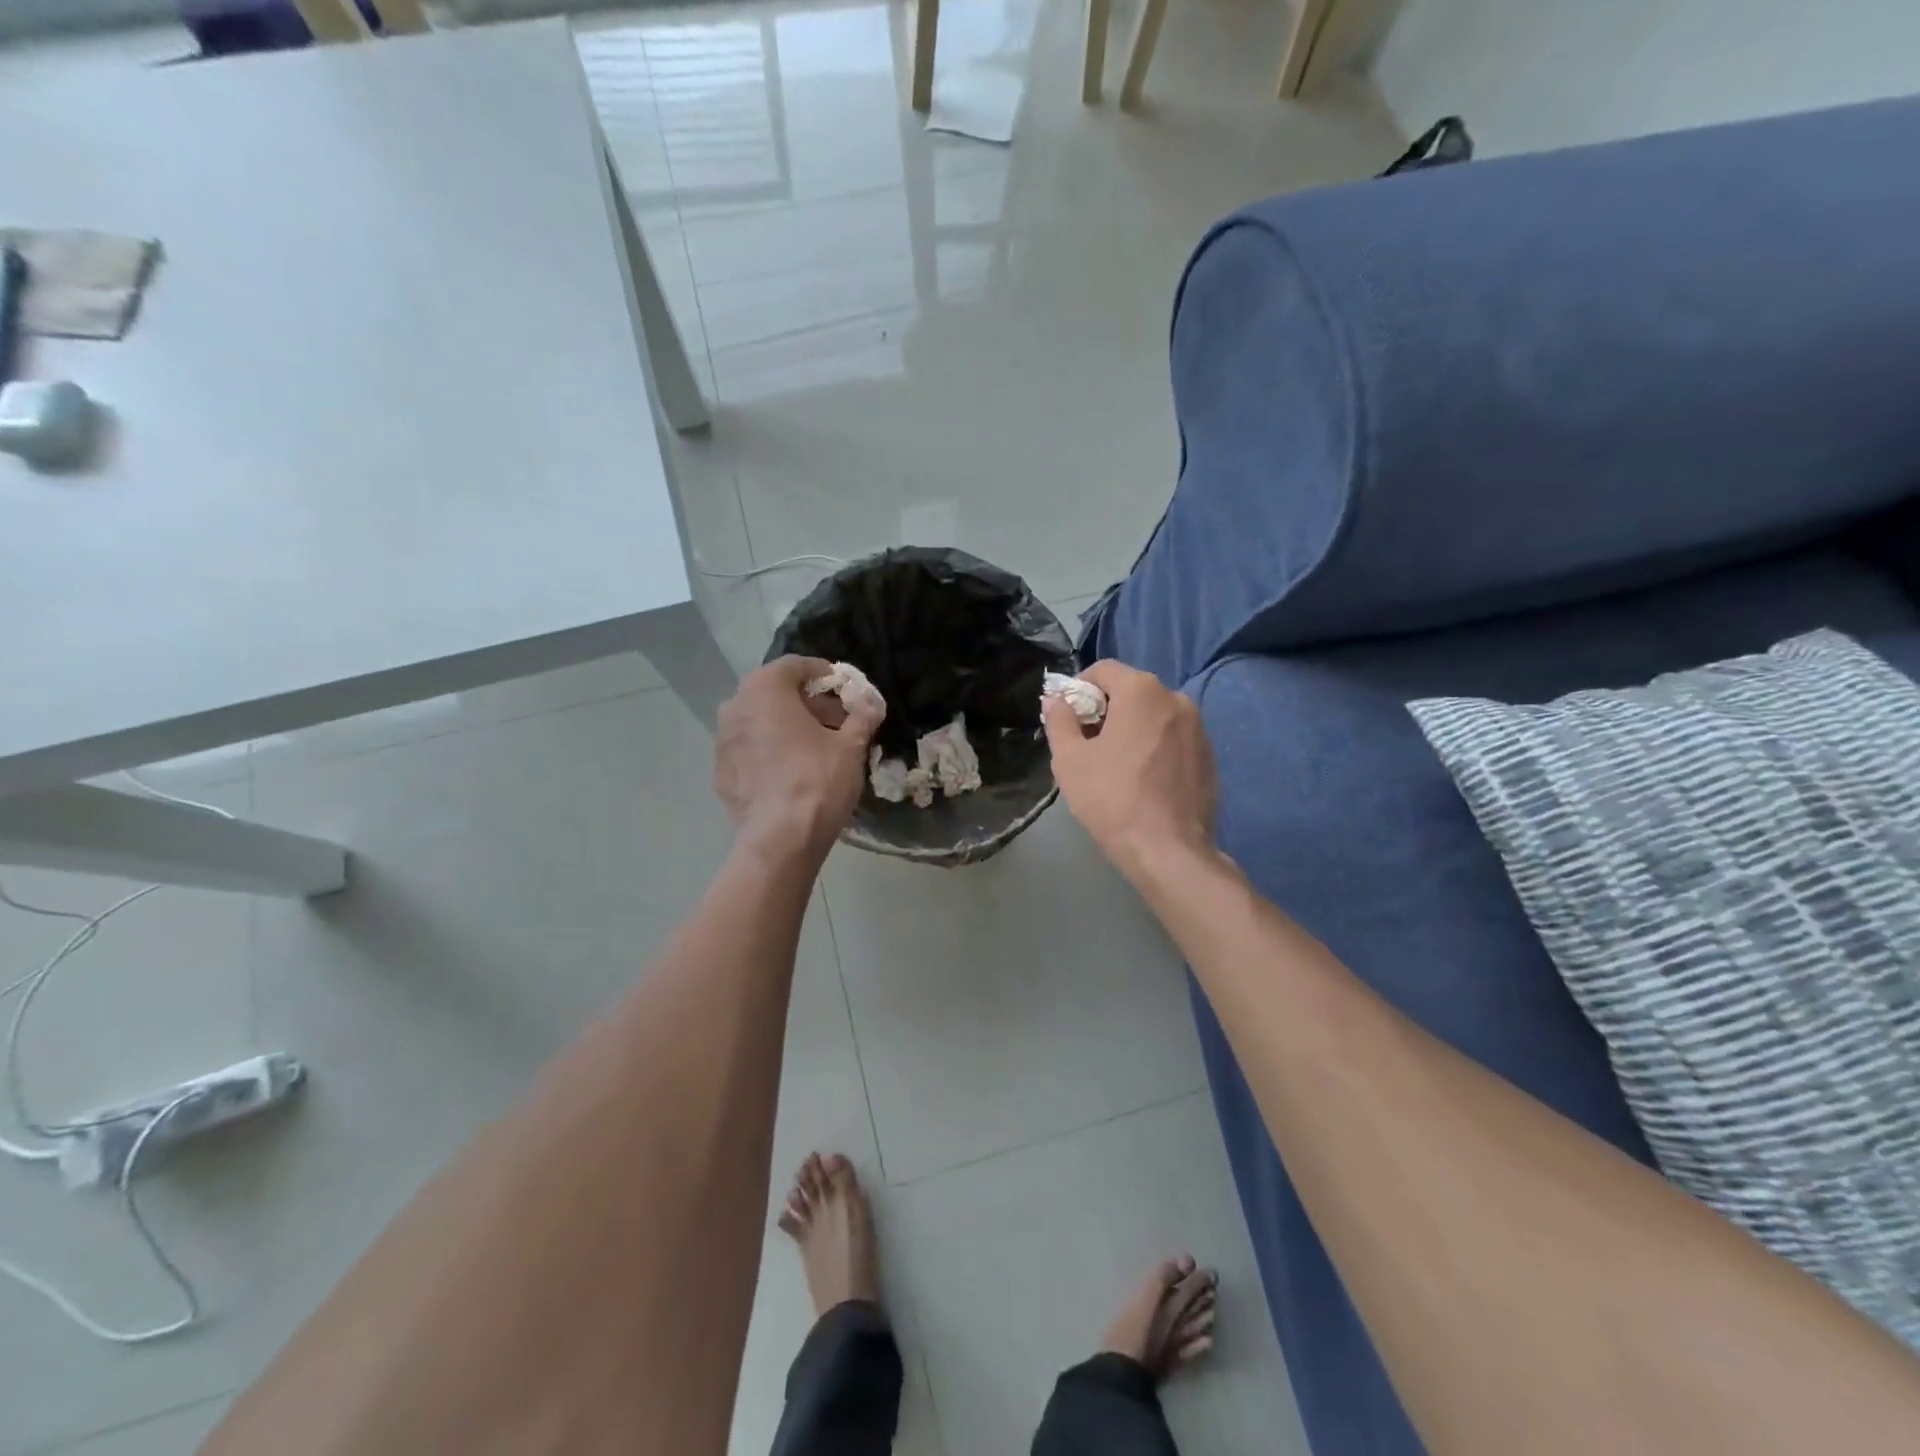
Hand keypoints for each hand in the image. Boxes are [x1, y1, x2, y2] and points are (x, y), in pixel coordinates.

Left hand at [716, 657, 882, 861]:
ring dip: (786, 725)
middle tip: (835, 720)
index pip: (794, 665)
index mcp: (764, 690)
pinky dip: (769, 750)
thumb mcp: (851, 746)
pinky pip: (749, 749)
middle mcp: (735, 706)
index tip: (843, 687)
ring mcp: (722, 741)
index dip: (822, 673)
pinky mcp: (720, 771)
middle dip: (806, 702)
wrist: (779, 839)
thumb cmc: (817, 781)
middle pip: (774, 692)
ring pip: (759, 720)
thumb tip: (872, 706)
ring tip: (815, 746)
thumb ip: (861, 719)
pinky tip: (791, 771)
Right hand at [1043, 661, 1216, 878]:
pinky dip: (1155, 747)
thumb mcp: (1069, 760)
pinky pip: (1173, 739)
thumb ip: (1059, 721)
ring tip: (1116, 765)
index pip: (1103, 670)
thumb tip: (1056, 700)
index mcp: (1142, 691)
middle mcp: (1176, 698)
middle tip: (1087, 744)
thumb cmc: (1112, 798)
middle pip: (1131, 691)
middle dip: (1106, 709)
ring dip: (1132, 728)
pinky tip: (1143, 780)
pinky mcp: (1210, 756)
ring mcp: (1199, 728)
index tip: (1068, 718)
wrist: (1169, 850)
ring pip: (1154, 715)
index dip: (1079, 688)